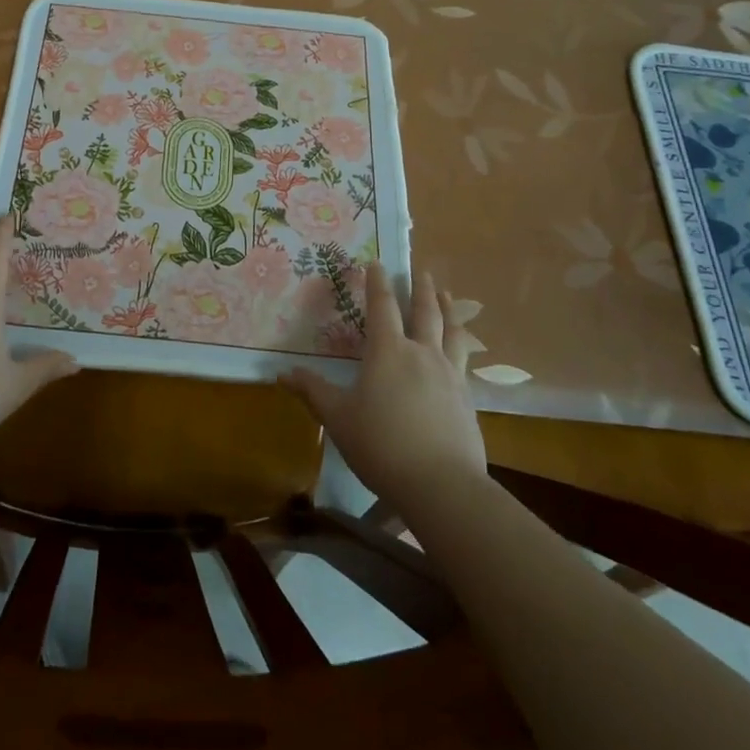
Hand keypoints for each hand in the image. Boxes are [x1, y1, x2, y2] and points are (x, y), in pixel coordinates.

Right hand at [282, 262, 487, 512]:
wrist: (442, 486)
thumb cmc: (382, 445)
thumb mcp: (338, 418)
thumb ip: (313, 392)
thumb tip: (281, 373)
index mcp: (388, 351)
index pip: (382, 306)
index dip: (377, 283)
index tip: (377, 263)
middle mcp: (422, 353)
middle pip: (424, 311)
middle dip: (420, 288)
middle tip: (420, 271)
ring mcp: (451, 375)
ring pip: (452, 331)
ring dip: (448, 309)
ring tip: (446, 295)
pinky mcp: (468, 400)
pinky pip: (464, 361)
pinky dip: (461, 345)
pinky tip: (460, 352)